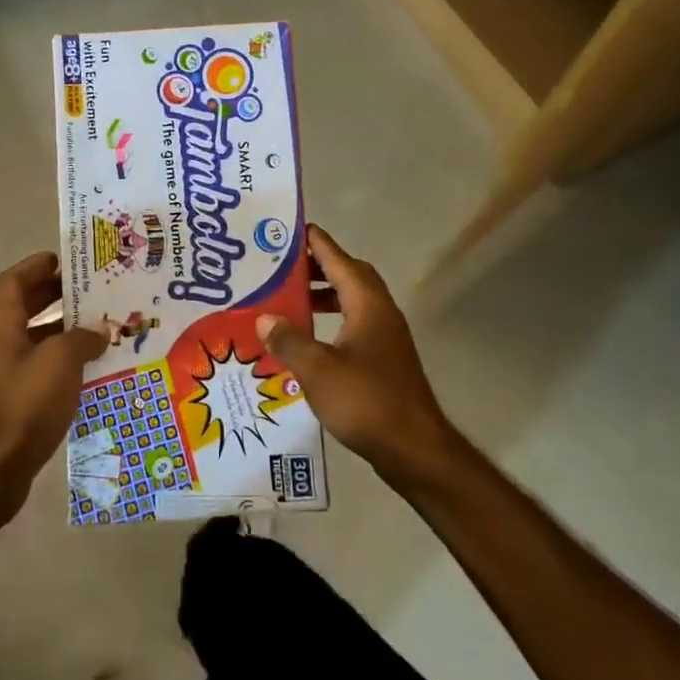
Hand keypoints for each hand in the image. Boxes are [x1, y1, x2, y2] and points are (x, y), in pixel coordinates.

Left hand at [0, 253, 107, 523]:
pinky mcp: (12, 401)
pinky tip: (93, 368)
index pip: (13, 280)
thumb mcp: (60, 363)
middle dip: (55, 294)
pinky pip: (40, 367)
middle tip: (91, 288)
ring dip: (63, 329)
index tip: (65, 259)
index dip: (36, 265)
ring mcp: (3, 374)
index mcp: (1, 324)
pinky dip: (63, 361)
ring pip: (34, 338)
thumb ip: (82, 339)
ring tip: (101, 325)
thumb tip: (100, 328)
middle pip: (23, 306)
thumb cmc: (23, 406)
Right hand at [257, 226, 461, 487]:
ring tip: (291, 299)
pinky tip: (310, 338)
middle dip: (318, 266)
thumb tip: (264, 317)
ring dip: (325, 293)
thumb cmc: (366, 401)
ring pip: (354, 300)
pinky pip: (356, 323)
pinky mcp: (385, 359)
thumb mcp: (317, 370)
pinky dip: (333, 319)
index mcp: (367, 304)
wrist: (415, 449)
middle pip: (349, 275)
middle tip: (284, 266)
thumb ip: (288, 340)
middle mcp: (380, 312)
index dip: (316, 243)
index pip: (339, 259)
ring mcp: (386, 337)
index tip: (291, 230)